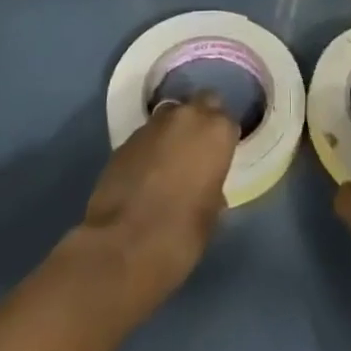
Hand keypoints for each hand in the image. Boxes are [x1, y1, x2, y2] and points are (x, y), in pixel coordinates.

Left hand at [81, 96, 238, 304]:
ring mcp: (153, 124)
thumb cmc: (181, 235)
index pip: (228, 120)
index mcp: (217, 131)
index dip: (223, 139)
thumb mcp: (212, 214)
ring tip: (169, 161)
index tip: (219, 157)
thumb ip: (214, 187)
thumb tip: (206, 184)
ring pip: (171, 115)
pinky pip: (146, 135)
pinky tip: (146, 173)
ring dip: (174, 131)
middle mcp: (187, 116)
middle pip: (201, 103)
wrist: (122, 247)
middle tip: (198, 150)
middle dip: (201, 120)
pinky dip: (150, 147)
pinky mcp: (125, 139)